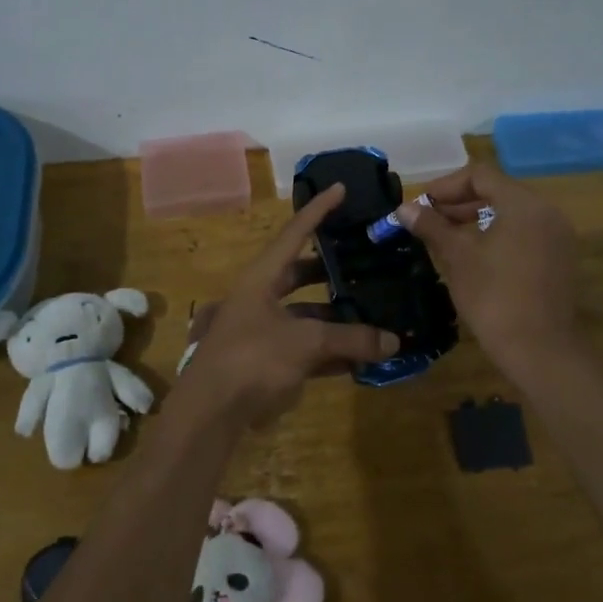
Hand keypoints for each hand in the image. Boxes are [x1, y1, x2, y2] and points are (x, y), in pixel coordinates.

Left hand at [175, 183, 398, 425]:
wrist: (209, 413)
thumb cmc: (252, 359)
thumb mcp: (305, 342)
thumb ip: (350, 338)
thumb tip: (392, 342)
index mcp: (261, 278)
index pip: (294, 233)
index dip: (318, 210)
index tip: (341, 188)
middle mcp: (260, 298)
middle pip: (300, 274)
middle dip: (331, 269)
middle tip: (364, 261)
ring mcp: (262, 331)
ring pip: (306, 315)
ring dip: (336, 316)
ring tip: (373, 313)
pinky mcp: (266, 362)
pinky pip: (305, 347)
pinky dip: (330, 349)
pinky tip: (360, 356)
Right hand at [394, 162, 579, 377]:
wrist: (539, 350)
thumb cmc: (494, 297)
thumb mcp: (457, 257)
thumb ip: (432, 226)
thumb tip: (404, 208)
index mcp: (524, 204)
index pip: (480, 175)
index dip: (445, 186)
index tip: (421, 205)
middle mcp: (547, 212)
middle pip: (497, 192)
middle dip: (459, 203)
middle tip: (428, 220)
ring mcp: (557, 237)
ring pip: (511, 214)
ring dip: (476, 220)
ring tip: (445, 238)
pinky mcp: (558, 260)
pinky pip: (523, 234)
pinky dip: (497, 236)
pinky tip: (472, 256)